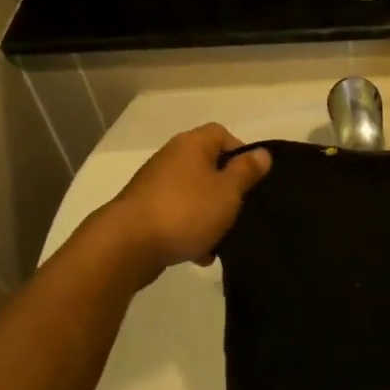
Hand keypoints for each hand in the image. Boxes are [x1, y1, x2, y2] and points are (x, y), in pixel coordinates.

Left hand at [102, 124, 271, 277]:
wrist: (127, 245)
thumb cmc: (185, 211)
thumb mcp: (227, 191)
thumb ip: (246, 172)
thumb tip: (262, 152)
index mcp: (192, 144)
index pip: (221, 134)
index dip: (241, 153)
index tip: (252, 179)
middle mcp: (171, 158)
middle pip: (207, 165)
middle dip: (226, 189)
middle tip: (241, 210)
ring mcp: (154, 185)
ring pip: (193, 194)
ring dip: (209, 214)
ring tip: (222, 239)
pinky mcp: (144, 212)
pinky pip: (176, 215)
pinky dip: (190, 231)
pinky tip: (200, 255)